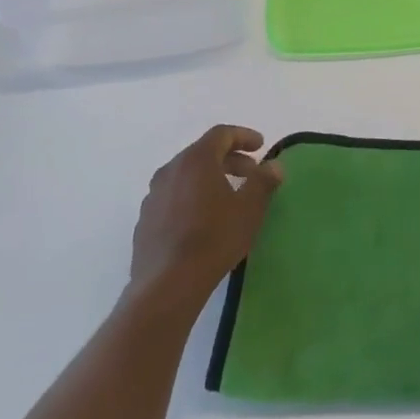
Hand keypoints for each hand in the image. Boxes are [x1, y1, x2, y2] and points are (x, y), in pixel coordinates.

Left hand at [129, 125, 282, 310]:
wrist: (167, 284)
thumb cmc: (214, 238)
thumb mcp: (249, 209)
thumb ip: (263, 182)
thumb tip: (274, 165)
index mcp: (196, 160)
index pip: (221, 134)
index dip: (243, 136)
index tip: (261, 146)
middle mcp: (170, 170)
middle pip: (203, 153)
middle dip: (230, 159)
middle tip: (251, 174)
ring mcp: (153, 195)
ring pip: (186, 175)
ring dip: (210, 178)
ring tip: (228, 197)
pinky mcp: (145, 219)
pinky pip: (173, 196)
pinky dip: (192, 197)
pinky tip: (203, 220)